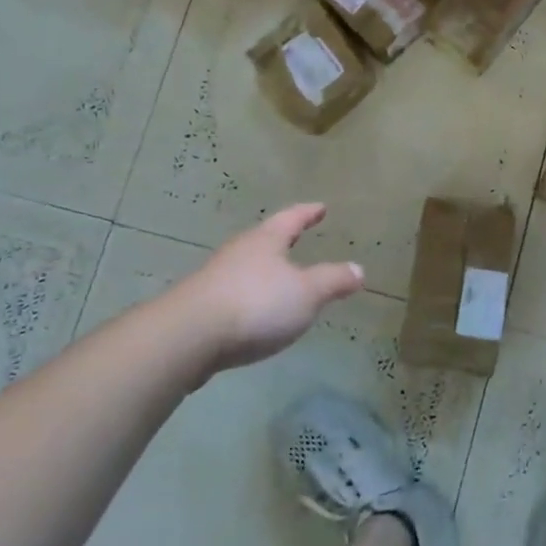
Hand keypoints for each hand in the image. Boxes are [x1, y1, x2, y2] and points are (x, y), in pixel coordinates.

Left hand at [154, 204, 363, 374]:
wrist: (186, 338)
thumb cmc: (255, 304)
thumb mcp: (307, 293)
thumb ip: (333, 281)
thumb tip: (358, 269)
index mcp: (265, 241)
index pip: (291, 218)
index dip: (308, 213)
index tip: (320, 207)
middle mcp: (239, 252)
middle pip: (264, 239)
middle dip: (282, 240)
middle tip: (298, 237)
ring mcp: (214, 279)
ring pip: (245, 267)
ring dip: (263, 270)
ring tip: (279, 279)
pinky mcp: (199, 307)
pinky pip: (232, 293)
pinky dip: (248, 296)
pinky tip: (253, 312)